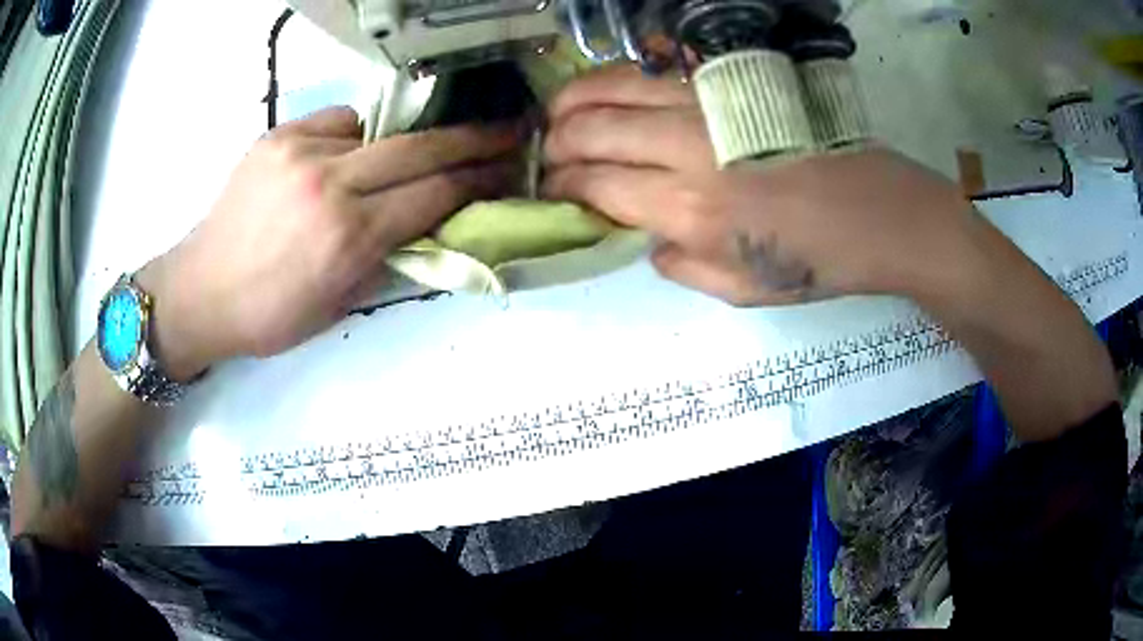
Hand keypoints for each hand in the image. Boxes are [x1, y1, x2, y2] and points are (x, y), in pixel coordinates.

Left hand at [138, 107, 521, 378]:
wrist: (199, 291)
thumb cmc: (269, 316)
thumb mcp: (339, 305)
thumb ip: (389, 257)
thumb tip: (433, 224)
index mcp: (347, 237)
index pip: (435, 193)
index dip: (479, 180)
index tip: (509, 169)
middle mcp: (329, 182)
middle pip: (420, 147)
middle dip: (473, 138)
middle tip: (508, 130)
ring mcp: (301, 150)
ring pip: (380, 128)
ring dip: (408, 141)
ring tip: (417, 154)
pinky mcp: (279, 135)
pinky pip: (339, 121)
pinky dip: (360, 135)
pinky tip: (355, 153)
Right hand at [545, 66, 1115, 439]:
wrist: (888, 216)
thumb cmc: (821, 263)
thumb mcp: (744, 291)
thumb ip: (679, 262)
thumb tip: (643, 231)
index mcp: (690, 210)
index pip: (594, 186)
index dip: (563, 187)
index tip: (553, 190)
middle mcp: (688, 149)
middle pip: (590, 128)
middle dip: (556, 142)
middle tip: (549, 153)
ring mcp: (710, 107)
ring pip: (613, 86)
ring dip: (573, 99)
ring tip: (560, 113)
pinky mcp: (733, 85)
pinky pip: (657, 70)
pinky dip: (618, 78)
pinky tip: (611, 91)